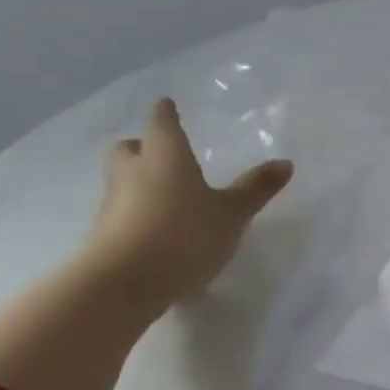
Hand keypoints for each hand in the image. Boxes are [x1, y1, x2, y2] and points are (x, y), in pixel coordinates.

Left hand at [86, 98, 293, 304]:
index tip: (167, 104)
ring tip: (166, 192)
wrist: (123, 284)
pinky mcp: (104, 234)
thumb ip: (256, 188)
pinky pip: (122, 210)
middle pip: (130, 149)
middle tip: (160, 150)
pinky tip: (157, 226)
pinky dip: (137, 210)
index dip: (166, 114)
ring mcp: (113, 204)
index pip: (162, 124)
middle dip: (143, 146)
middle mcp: (133, 172)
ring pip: (122, 179)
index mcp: (165, 157)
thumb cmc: (184, 234)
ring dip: (139, 180)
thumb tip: (285, 162)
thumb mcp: (232, 213)